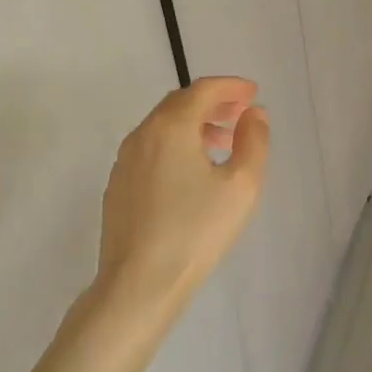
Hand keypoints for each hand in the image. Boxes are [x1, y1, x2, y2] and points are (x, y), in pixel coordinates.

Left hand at [96, 76, 269, 322]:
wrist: (138, 285)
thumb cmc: (196, 231)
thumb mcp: (241, 185)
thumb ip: (253, 141)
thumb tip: (254, 114)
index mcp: (171, 127)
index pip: (203, 90)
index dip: (230, 86)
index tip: (252, 92)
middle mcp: (142, 135)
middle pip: (179, 103)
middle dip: (212, 102)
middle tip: (240, 113)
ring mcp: (124, 161)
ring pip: (162, 126)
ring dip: (194, 124)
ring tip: (222, 141)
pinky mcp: (118, 186)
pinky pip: (150, 149)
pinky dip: (175, 144)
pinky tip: (191, 171)